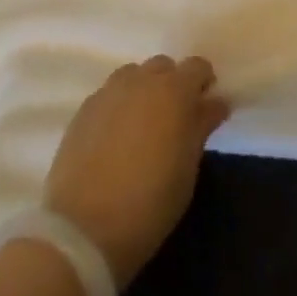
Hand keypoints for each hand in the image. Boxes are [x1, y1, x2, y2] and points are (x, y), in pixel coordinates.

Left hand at [44, 55, 228, 285]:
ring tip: (143, 124)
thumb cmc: (151, 200)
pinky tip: (116, 137)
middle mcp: (140, 82)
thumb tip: (214, 103)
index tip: (205, 107)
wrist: (84, 229)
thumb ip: (201, 126)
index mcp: (174, 90)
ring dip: (144, 90)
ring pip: (133, 76)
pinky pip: (109, 95)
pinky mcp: (82, 112)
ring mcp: (107, 94)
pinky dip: (119, 106)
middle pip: (162, 66)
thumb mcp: (188, 166)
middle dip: (172, 84)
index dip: (203, 83)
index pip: (197, 66)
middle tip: (174, 118)